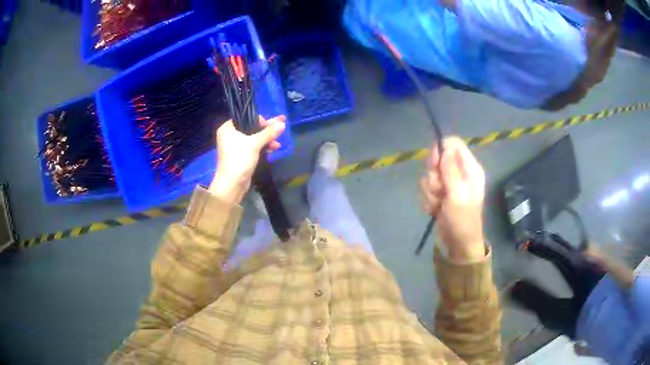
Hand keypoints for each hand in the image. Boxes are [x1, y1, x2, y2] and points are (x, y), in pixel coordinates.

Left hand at [209, 116, 285, 203]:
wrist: (232, 183)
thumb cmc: (239, 159)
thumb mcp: (255, 143)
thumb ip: (269, 133)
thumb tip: (282, 123)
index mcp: (228, 128)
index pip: (245, 118)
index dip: (259, 120)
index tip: (270, 125)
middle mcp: (230, 135)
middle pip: (251, 128)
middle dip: (266, 131)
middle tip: (280, 127)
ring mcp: (235, 146)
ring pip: (254, 138)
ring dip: (266, 140)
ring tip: (278, 143)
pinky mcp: (240, 156)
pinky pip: (253, 147)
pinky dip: (262, 147)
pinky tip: (274, 148)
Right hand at [419, 137, 485, 262]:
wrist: (458, 244)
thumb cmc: (462, 219)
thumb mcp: (458, 194)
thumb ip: (451, 169)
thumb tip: (445, 145)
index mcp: (470, 169)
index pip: (454, 144)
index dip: (441, 151)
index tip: (435, 165)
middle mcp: (459, 173)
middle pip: (438, 158)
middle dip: (434, 177)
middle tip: (440, 191)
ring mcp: (449, 184)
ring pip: (430, 175)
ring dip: (431, 192)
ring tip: (439, 205)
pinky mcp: (440, 194)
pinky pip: (427, 188)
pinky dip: (429, 199)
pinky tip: (435, 210)